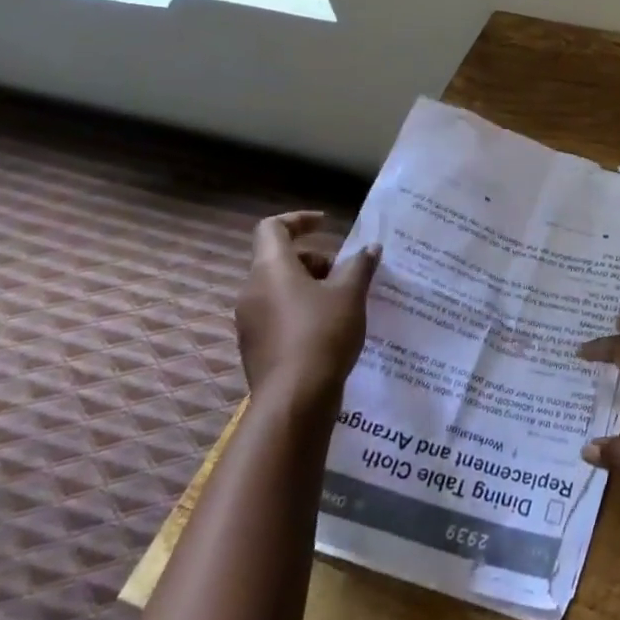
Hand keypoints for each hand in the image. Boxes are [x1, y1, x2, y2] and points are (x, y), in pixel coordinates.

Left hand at [235, 211, 379, 415]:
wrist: (295, 399)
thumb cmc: (322, 333)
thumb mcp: (350, 293)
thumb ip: (359, 265)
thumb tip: (369, 248)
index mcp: (270, 269)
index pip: (272, 228)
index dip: (298, 220)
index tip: (326, 224)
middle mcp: (252, 291)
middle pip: (279, 259)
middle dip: (315, 259)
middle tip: (345, 273)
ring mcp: (249, 322)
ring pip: (279, 288)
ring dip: (310, 285)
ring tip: (344, 301)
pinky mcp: (255, 347)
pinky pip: (278, 314)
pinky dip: (301, 309)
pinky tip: (330, 327)